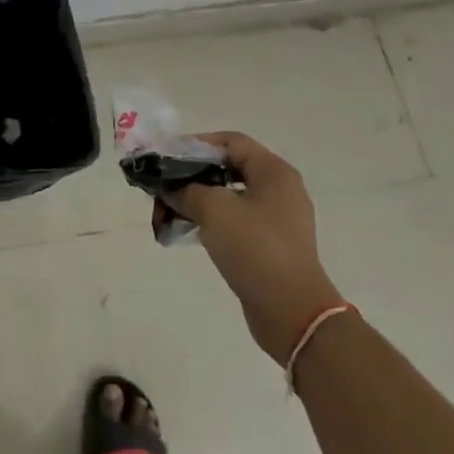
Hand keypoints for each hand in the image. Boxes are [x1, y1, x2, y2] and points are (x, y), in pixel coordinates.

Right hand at [170, 132, 341, 363]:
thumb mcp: (213, 210)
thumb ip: (186, 189)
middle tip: (162, 186)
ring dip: (195, 200)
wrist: (291, 311)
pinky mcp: (270, 244)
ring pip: (228, 196)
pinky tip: (185, 231)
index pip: (230, 141)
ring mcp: (276, 218)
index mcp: (273, 172)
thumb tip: (169, 186)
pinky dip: (209, 221)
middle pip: (227, 168)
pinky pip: (235, 221)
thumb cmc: (255, 248)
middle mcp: (279, 189)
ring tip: (166, 212)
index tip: (166, 157)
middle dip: (191, 175)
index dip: (195, 144)